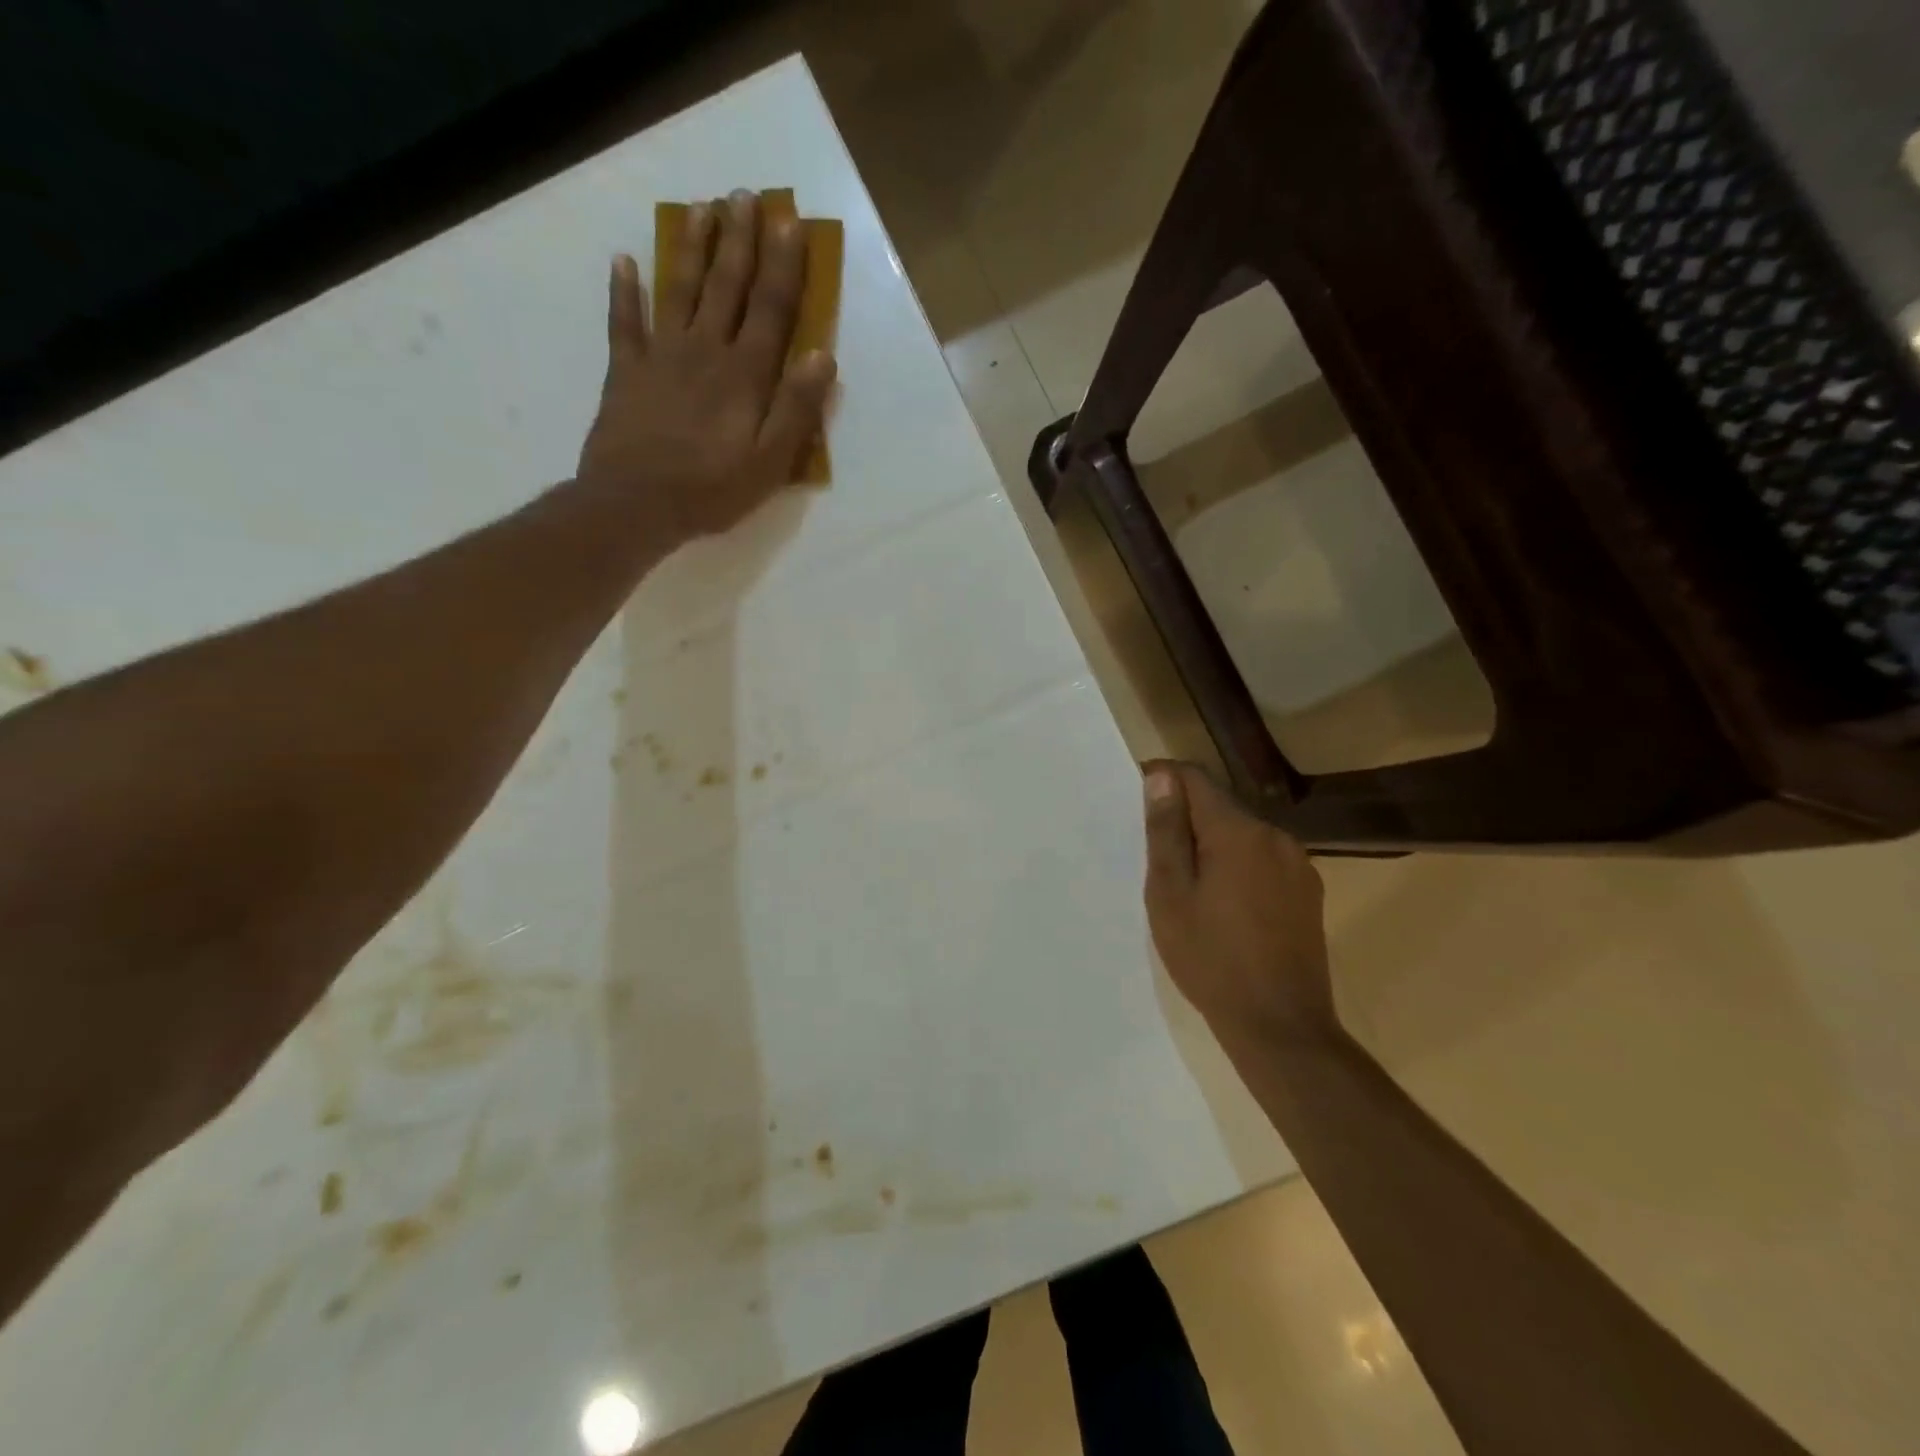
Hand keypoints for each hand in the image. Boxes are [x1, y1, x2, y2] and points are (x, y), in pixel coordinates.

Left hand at [578, 189, 836, 543]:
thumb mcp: (770, 462)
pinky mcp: (626, 372)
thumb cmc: (712, 490)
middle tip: (744, 196)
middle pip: (726, 287)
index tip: (789, 221)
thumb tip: (823, 357)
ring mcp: (661, 356)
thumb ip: (796, 409)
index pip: (770, 309)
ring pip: (679, 290)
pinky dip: (623, 291)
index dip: (783, 265)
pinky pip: (624, 323)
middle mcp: (705, 351)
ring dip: (691, 248)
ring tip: (701, 208)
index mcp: (744, 375)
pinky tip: (623, 260)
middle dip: (739, 240)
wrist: (635, 504)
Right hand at [1141, 760, 1333, 1047]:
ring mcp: (1298, 864)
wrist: (1281, 1026)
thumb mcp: (1170, 895)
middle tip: (1154, 857)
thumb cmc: (1211, 959)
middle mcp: (1274, 836)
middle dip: (1186, 819)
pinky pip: (1264, 861)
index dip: (1163, 779)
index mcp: (1237, 832)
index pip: (1194, 778)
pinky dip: (1238, 867)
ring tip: (1188, 886)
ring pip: (1243, 835)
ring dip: (1213, 845)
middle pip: (1220, 806)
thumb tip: (1161, 778)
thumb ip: (1166, 832)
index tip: (1136, 798)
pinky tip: (1226, 906)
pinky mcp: (1309, 892)